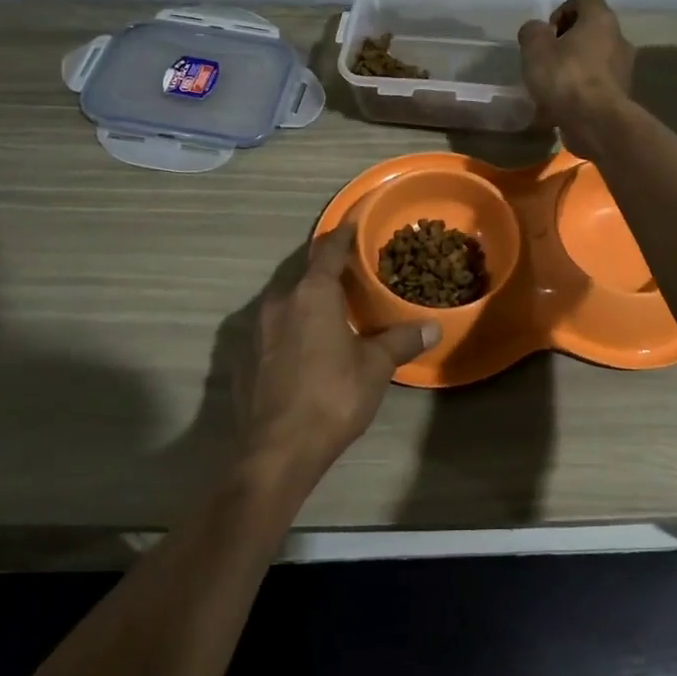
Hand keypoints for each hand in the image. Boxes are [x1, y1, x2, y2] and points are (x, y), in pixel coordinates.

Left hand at [239, 224, 438, 478]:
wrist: (276, 451)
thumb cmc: (332, 397)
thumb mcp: (375, 367)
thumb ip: (401, 340)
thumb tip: (433, 326)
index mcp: (311, 294)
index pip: (328, 250)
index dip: (342, 235)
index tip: (352, 224)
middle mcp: (279, 302)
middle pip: (305, 275)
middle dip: (327, 273)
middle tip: (352, 277)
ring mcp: (255, 330)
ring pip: (286, 302)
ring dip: (307, 301)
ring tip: (331, 313)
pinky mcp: (243, 358)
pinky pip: (272, 330)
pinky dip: (291, 329)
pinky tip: (305, 349)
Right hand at [517, 0, 633, 158]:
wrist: (596, 122)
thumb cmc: (565, 77)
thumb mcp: (535, 48)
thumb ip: (532, 32)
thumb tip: (537, 31)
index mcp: (601, 19)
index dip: (563, 9)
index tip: (548, 32)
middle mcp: (619, 38)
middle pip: (591, 30)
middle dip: (567, 42)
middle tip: (546, 59)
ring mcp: (624, 69)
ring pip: (594, 60)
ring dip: (574, 68)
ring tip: (551, 87)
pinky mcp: (621, 96)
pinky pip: (597, 85)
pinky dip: (580, 91)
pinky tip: (561, 107)